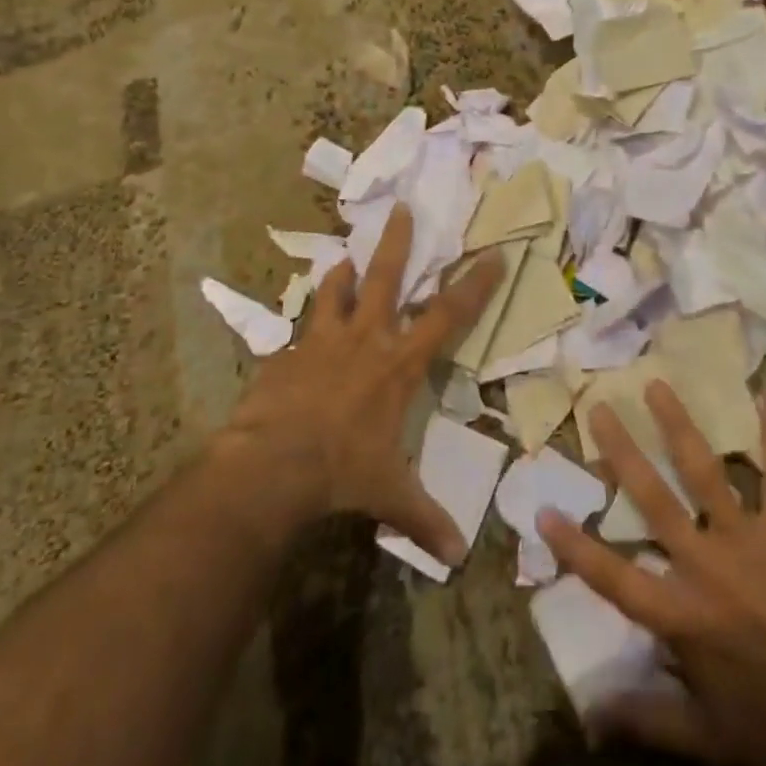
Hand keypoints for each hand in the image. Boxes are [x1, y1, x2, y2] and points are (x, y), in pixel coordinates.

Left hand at [217, 204, 503, 560]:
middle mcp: (366, 340)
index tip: (492, 255)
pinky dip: (306, 320)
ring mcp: (323, 341)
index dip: (473, 286)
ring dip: (344, 273)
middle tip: (400, 209)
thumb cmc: (342, 471)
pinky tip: (301, 321)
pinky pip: (300, 327)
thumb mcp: (390, 494)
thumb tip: (458, 557)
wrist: (273, 465)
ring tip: (345, 256)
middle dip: (396, 243)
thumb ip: (424, 518)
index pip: (447, 316)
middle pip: (386, 279)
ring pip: (337, 292)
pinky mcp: (288, 353)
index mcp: (398, 365)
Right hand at [537, 381, 765, 765]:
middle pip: (654, 500)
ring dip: (679, 426)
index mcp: (681, 613)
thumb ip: (648, 719)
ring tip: (657, 384)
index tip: (543, 511)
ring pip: (704, 472)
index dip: (577, 547)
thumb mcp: (708, 737)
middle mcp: (704, 563)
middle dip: (623, 453)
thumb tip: (588, 714)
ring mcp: (745, 538)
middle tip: (599, 408)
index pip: (615, 578)